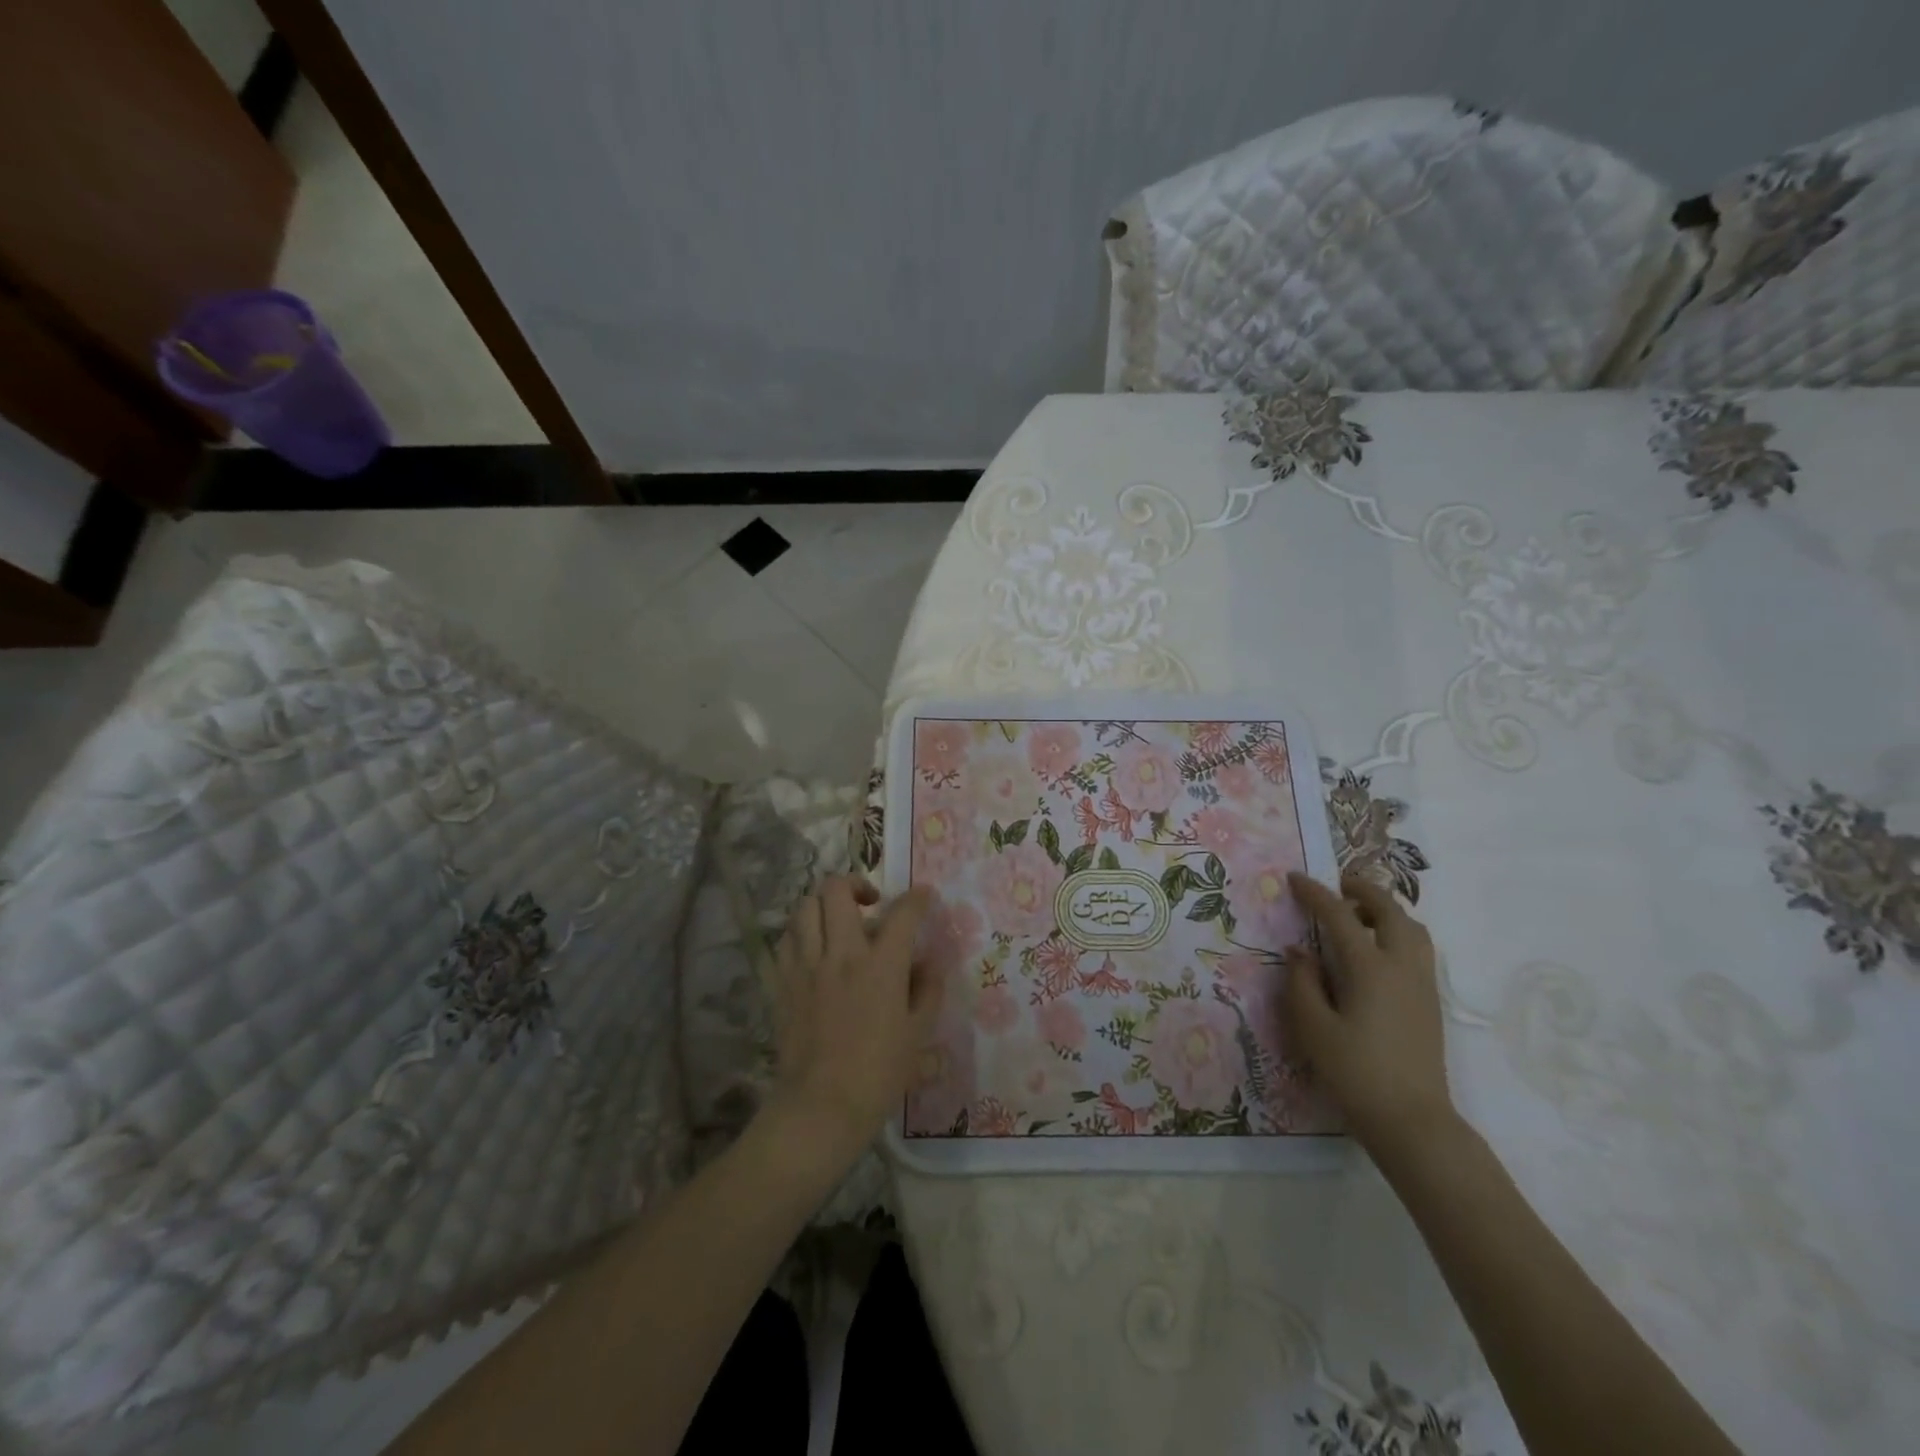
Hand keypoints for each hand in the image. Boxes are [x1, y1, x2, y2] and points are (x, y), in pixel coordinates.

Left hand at [761, 876, 939, 1176]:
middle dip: (856, 883)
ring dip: (824, 904)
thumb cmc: (878, 1074)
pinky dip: (802, 931)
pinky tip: (814, 947)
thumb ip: (927, 991)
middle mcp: (841, 953)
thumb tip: (928, 963)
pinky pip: (787, 939)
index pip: (902, 913)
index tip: (923, 896)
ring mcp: (807, 965)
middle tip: (870, 902)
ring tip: (838, 920)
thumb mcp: (918, 1035)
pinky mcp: (783, 982)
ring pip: (805, 907)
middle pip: (837, 890)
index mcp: (881, 965)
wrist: (821, 1106)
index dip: (916, 898)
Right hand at [1283, 872, 1454, 1156]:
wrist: (1412, 1121)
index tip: (1294, 879)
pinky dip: (1397, 934)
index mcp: (1370, 968)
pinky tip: (1374, 953)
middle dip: (1362, 890)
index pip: (1340, 915)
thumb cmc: (1355, 1073)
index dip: (1315, 893)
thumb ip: (1302, 982)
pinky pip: (1418, 950)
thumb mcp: (1312, 1027)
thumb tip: (1299, 951)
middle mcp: (1402, 967)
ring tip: (1357, 918)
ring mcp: (1422, 985)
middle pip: (1389, 911)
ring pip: (1412, 929)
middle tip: (1336, 886)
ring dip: (1385, 912)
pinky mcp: (1430, 1003)